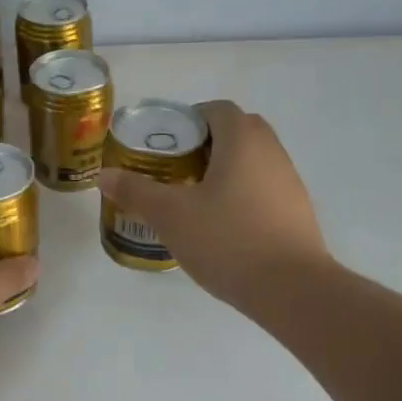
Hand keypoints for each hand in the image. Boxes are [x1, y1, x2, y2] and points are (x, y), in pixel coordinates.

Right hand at [98, 99, 328, 308]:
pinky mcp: (298, 211)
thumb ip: (136, 191)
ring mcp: (290, 181)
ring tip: (196, 199)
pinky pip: (265, 188)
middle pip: (237, 131)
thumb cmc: (229, 239)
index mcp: (243, 139)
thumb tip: (103, 175)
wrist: (293, 291)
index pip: (217, 109)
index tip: (166, 144)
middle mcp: (272, 151)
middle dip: (206, 144)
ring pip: (253, 160)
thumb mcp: (171, 215)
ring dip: (226, 169)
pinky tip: (224, 226)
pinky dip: (243, 194)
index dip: (189, 119)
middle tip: (176, 169)